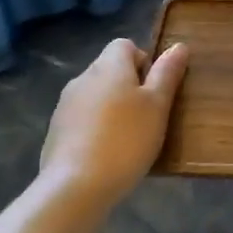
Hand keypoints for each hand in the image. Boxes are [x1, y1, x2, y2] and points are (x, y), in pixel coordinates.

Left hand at [39, 39, 188, 215]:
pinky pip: (82, 119)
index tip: (155, 89)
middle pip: (110, 70)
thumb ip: (167, 73)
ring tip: (129, 138)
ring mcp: (65, 106)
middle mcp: (83, 78)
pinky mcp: (55, 132)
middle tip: (148, 116)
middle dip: (129, 86)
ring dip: (112, 108)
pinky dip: (96, 128)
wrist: (74, 187)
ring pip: (96, 95)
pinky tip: (107, 154)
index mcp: (109, 66)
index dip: (144, 61)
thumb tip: (178, 45)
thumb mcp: (157, 105)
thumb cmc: (126, 139)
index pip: (125, 45)